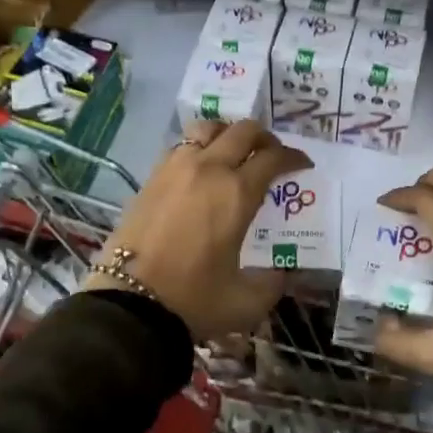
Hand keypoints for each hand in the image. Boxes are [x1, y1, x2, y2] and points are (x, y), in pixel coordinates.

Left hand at [87, 120, 311, 340]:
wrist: (129, 304)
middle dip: (265, 138)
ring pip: (208, 128)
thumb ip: (274, 282)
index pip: (273, 157)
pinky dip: (199, 147)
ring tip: (233, 153)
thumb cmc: (193, 300)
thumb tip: (282, 271)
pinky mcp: (151, 176)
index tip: (302, 165)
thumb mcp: (247, 302)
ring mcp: (176, 168)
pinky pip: (182, 145)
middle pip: (243, 130)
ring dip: (228, 134)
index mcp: (237, 192)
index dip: (293, 157)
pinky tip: (200, 169)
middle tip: (272, 156)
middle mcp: (209, 169)